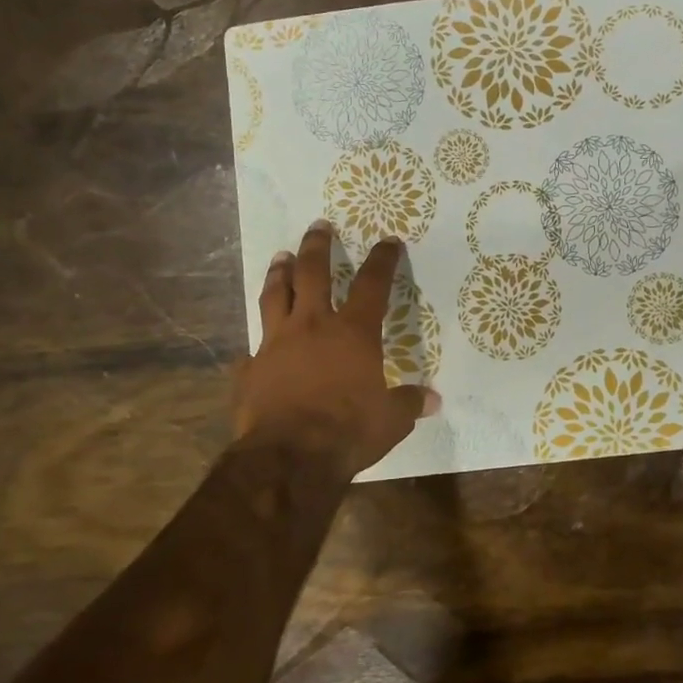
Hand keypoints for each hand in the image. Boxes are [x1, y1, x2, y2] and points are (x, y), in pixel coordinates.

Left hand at [233, 221, 438, 475]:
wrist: (289, 456)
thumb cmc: (348, 431)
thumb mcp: (391, 420)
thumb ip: (409, 403)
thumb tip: (432, 400)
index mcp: (352, 333)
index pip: (372, 285)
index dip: (382, 260)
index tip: (388, 241)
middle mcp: (312, 327)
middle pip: (312, 273)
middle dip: (317, 246)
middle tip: (318, 226)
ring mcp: (275, 344)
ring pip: (275, 296)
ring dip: (279, 273)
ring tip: (280, 257)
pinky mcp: (250, 369)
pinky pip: (252, 349)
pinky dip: (257, 344)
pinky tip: (254, 345)